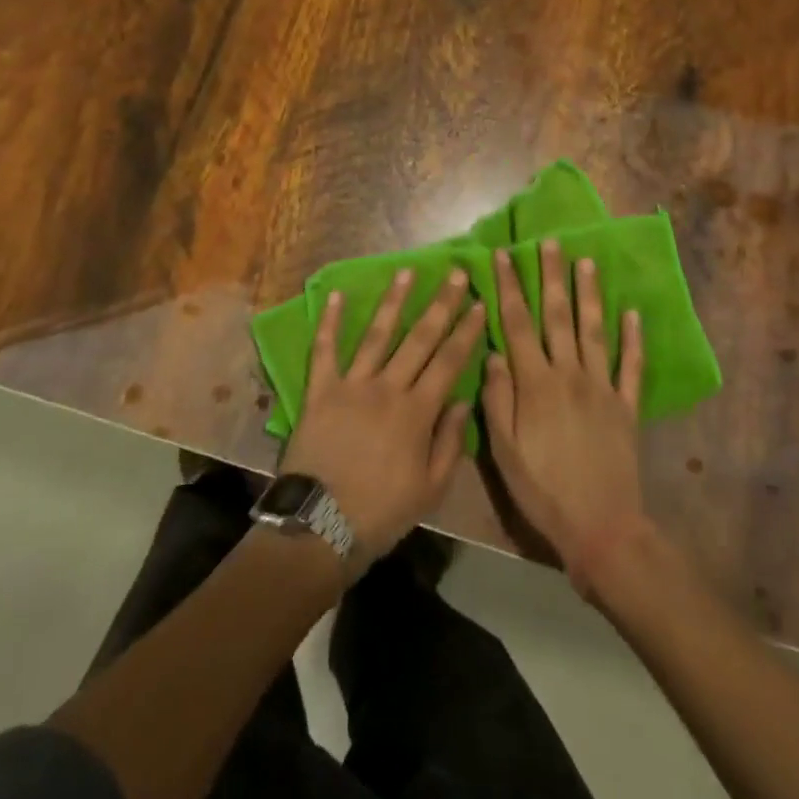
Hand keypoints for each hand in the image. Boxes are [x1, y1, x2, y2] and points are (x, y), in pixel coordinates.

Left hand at [280, 269, 486, 573]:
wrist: (320, 526)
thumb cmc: (382, 512)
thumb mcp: (431, 489)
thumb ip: (450, 442)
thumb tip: (462, 399)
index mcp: (417, 411)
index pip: (449, 361)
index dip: (466, 331)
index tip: (478, 303)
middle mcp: (387, 387)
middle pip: (419, 339)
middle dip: (440, 304)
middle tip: (454, 273)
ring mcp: (351, 384)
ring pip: (377, 335)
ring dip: (393, 301)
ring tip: (406, 271)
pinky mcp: (320, 390)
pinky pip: (325, 350)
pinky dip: (330, 322)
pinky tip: (337, 295)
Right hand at [482, 242, 652, 597]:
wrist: (602, 529)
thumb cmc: (543, 490)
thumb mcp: (504, 451)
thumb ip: (497, 399)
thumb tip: (492, 353)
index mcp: (535, 383)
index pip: (518, 323)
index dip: (509, 287)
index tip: (502, 256)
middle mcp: (569, 374)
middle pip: (557, 315)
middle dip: (551, 276)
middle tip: (551, 242)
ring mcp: (602, 387)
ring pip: (594, 330)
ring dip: (589, 294)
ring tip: (587, 262)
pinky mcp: (626, 406)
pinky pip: (631, 366)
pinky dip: (633, 339)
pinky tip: (633, 313)